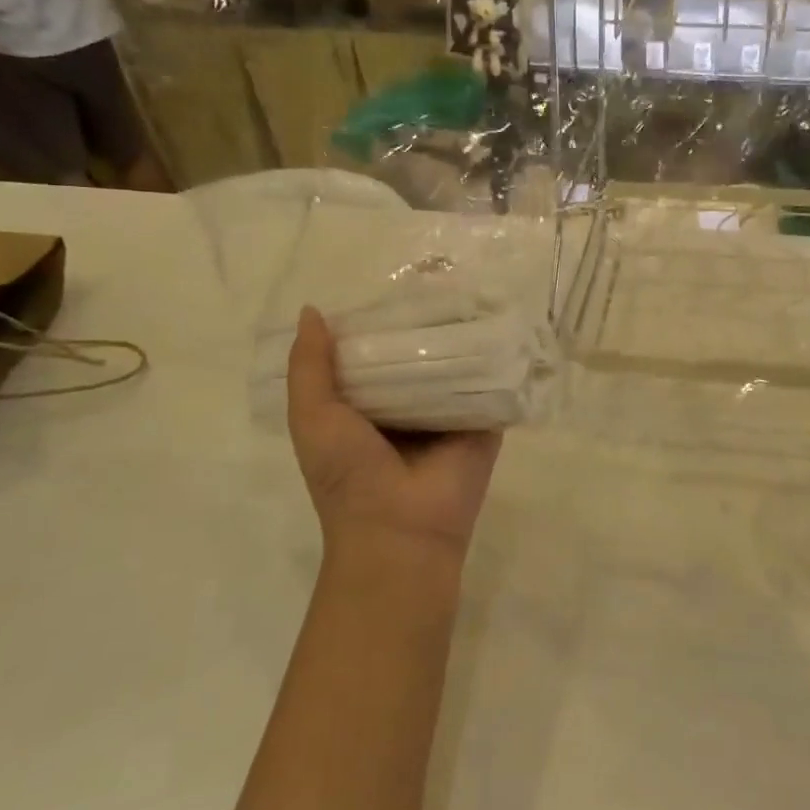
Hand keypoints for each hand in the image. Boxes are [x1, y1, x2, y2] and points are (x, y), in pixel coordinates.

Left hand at [286, 307, 501, 561]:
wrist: (400, 531)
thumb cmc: (347, 474)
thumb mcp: (312, 416)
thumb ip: (308, 367)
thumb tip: (312, 310)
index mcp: (368, 407)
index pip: (375, 354)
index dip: (376, 323)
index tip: (387, 284)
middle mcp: (410, 408)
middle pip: (417, 356)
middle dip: (422, 324)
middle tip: (435, 277)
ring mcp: (450, 415)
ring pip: (456, 365)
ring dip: (460, 336)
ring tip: (470, 288)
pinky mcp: (485, 423)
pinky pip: (490, 385)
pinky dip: (494, 359)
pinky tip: (500, 322)